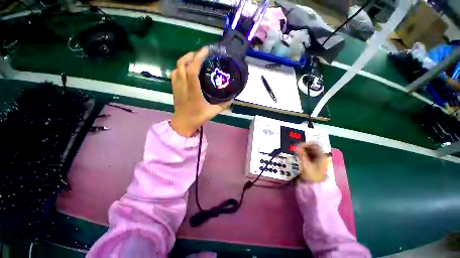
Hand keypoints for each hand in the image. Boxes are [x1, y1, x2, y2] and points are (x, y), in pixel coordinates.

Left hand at [170, 48, 231, 136]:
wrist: (183, 123)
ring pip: (177, 67)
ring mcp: (177, 86)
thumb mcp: (212, 112)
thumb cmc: (197, 118)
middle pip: (182, 64)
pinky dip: (180, 67)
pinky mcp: (174, 88)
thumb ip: (223, 105)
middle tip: (201, 54)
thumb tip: (232, 98)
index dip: (198, 58)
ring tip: (194, 58)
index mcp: (193, 91)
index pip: (192, 70)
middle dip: (191, 55)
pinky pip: (174, 73)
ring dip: (185, 60)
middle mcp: (183, 86)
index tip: (206, 51)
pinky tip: (186, 69)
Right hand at [295, 142, 328, 182]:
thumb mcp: (306, 164)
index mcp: (322, 156)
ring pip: (311, 152)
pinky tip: (299, 156)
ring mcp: (318, 160)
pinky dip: (304, 154)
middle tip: (296, 149)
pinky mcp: (315, 163)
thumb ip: (301, 154)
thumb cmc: (312, 175)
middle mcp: (321, 157)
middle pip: (313, 148)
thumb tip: (295, 146)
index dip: (307, 143)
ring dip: (303, 150)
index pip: (316, 145)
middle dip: (304, 147)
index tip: (299, 145)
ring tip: (297, 152)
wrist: (315, 187)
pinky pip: (309, 155)